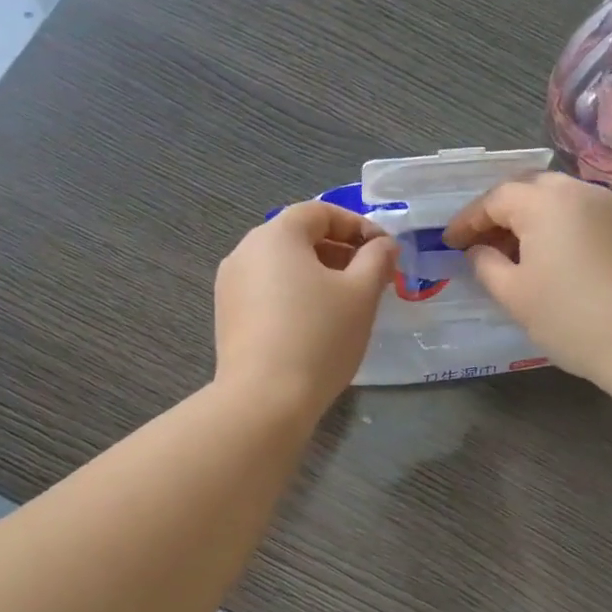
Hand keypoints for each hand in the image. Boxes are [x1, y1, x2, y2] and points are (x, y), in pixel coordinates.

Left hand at [214, 201, 397, 415]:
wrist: (264, 399)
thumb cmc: (319, 336)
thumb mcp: (362, 294)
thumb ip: (377, 259)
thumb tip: (382, 244)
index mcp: (277, 235)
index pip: (321, 212)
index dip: (358, 225)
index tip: (384, 251)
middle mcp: (245, 251)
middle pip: (298, 236)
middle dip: (339, 251)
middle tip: (371, 277)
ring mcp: (230, 285)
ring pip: (282, 266)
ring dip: (318, 274)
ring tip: (347, 302)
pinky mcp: (227, 316)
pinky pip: (267, 291)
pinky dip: (295, 295)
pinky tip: (316, 324)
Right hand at [443, 172, 611, 391]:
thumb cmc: (570, 318)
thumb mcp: (514, 294)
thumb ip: (486, 264)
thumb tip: (478, 250)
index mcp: (545, 201)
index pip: (495, 199)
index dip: (467, 221)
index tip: (448, 243)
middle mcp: (577, 190)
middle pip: (526, 189)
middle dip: (497, 213)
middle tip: (477, 243)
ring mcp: (606, 206)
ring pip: (554, 198)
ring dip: (526, 219)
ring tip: (507, 253)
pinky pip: (576, 213)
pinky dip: (553, 225)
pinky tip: (543, 256)